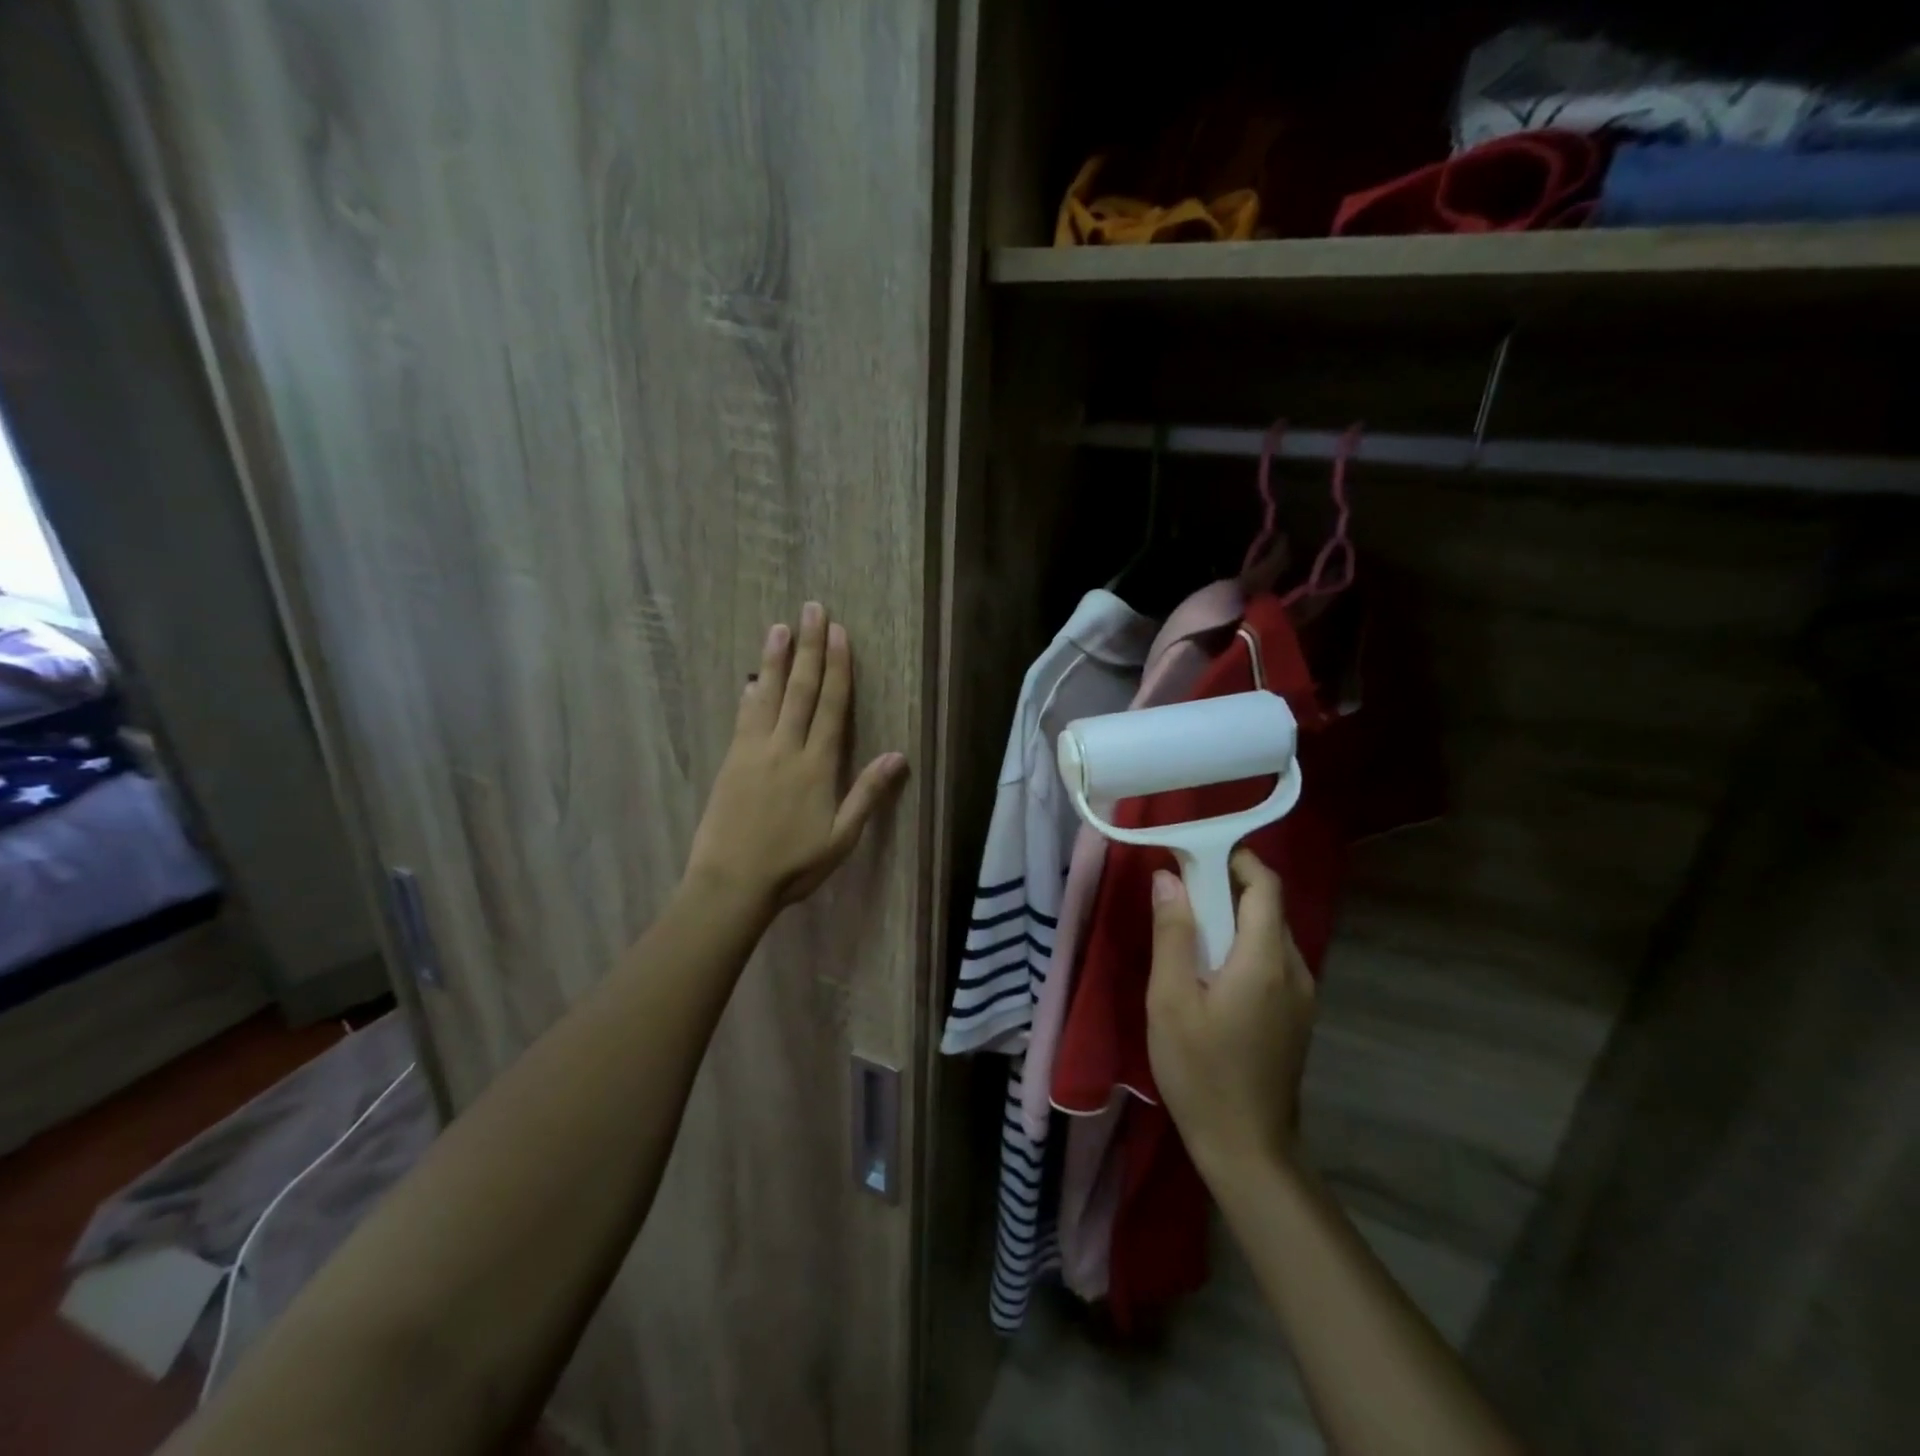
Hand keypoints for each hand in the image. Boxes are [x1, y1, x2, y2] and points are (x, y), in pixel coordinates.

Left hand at [685, 603, 907, 914]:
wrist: (731, 883)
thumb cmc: (793, 865)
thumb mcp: (842, 837)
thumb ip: (868, 793)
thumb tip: (898, 755)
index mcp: (817, 766)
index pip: (831, 706)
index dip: (837, 667)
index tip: (838, 634)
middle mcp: (786, 749)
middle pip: (800, 690)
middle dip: (808, 648)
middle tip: (811, 610)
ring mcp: (754, 752)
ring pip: (768, 696)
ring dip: (775, 660)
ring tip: (779, 627)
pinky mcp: (731, 762)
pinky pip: (743, 719)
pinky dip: (750, 694)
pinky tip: (752, 678)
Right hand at [1146, 850, 1314, 1177]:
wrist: (1246, 1147)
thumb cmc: (1201, 1070)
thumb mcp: (1171, 999)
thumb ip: (1173, 933)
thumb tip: (1169, 878)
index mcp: (1266, 959)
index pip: (1265, 885)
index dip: (1235, 859)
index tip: (1194, 856)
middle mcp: (1295, 969)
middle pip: (1267, 907)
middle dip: (1225, 888)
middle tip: (1179, 894)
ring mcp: (1301, 996)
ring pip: (1269, 935)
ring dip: (1232, 920)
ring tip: (1188, 933)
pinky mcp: (1295, 1016)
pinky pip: (1271, 961)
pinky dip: (1241, 948)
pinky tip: (1209, 973)